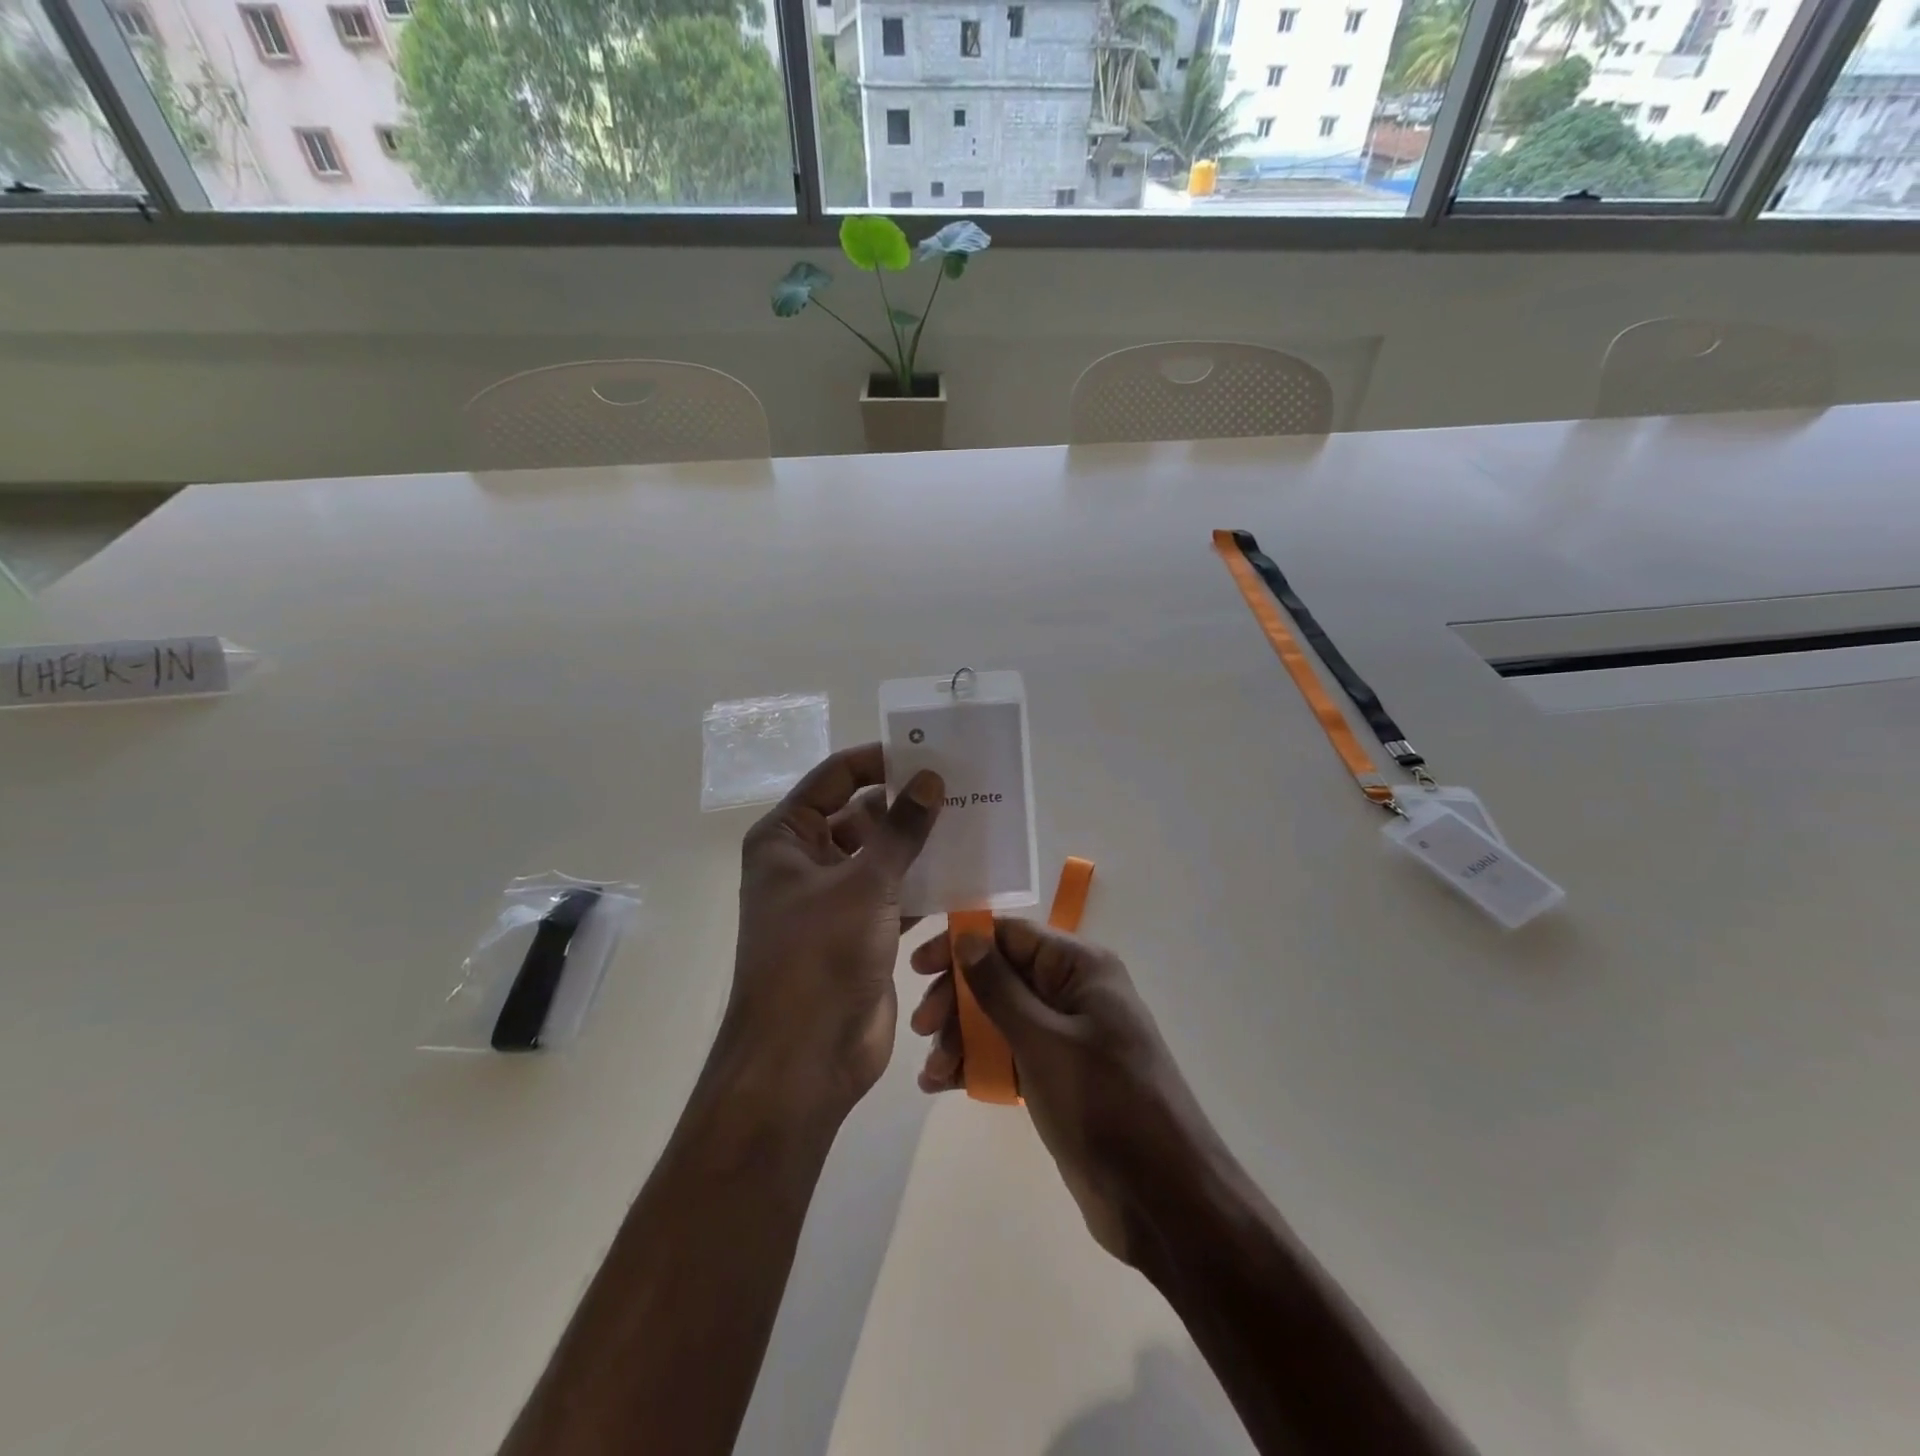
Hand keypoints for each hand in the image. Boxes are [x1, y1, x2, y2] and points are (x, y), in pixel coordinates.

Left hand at [726, 743, 942, 1118]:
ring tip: (973, 821)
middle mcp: (806, 861)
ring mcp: (834, 899)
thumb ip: (901, 829)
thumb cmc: (819, 957)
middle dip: (907, 803)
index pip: (835, 777)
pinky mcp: (861, 932)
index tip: (928, 753)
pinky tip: (967, 871)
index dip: (879, 761)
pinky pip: (896, 893)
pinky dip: (925, 883)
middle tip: (962, 786)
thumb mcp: (864, 883)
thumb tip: (930, 778)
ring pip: (883, 855)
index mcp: (787, 838)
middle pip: (861, 814)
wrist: (804, 1059)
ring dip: (920, 844)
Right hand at [909, 920, 1221, 1267]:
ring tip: (934, 1071)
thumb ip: (998, 987)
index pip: (1010, 935)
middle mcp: (1073, 992)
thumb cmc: (1104, 1104)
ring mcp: (1065, 1036)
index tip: (918, 968)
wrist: (1163, 1199)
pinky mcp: (1057, 1076)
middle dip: (957, 998)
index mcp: (1081, 967)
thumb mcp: (1043, 1040)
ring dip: (960, 1037)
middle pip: (1000, 975)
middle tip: (922, 1028)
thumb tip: (966, 935)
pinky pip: (1007, 1055)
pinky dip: (976, 1065)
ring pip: (998, 1018)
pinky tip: (943, 1084)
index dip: (962, 945)